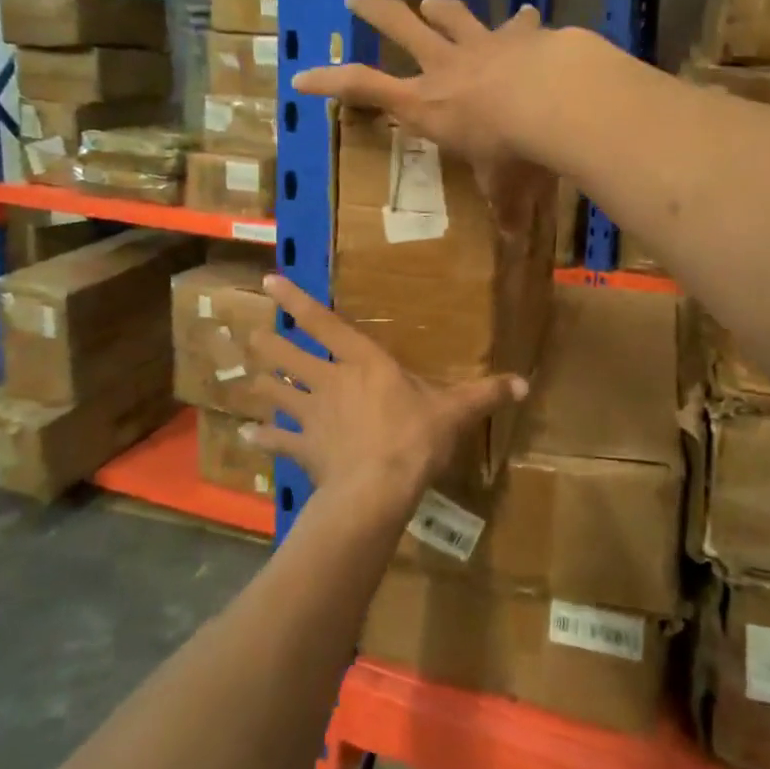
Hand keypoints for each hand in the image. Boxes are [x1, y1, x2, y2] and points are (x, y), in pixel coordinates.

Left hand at [241, 274, 527, 509]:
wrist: (379, 488)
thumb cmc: (415, 437)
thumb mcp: (456, 411)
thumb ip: (486, 393)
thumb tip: (525, 383)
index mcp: (363, 362)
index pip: (323, 322)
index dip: (295, 301)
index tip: (269, 280)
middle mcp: (330, 380)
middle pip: (287, 356)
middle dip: (266, 344)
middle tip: (248, 334)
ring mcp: (312, 415)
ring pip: (275, 392)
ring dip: (260, 384)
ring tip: (244, 375)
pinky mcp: (304, 449)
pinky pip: (277, 441)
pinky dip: (262, 437)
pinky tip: (246, 435)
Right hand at [290, 0, 557, 229]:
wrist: (559, 100)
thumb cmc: (516, 151)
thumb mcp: (504, 187)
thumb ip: (505, 207)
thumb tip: (513, 239)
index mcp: (428, 105)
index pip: (364, 88)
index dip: (329, 82)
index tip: (300, 76)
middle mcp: (447, 67)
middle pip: (399, 27)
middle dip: (374, 11)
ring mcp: (483, 44)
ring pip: (451, 16)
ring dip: (438, 8)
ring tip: (430, 3)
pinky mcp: (521, 35)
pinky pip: (519, 24)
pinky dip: (522, 22)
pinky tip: (530, 15)